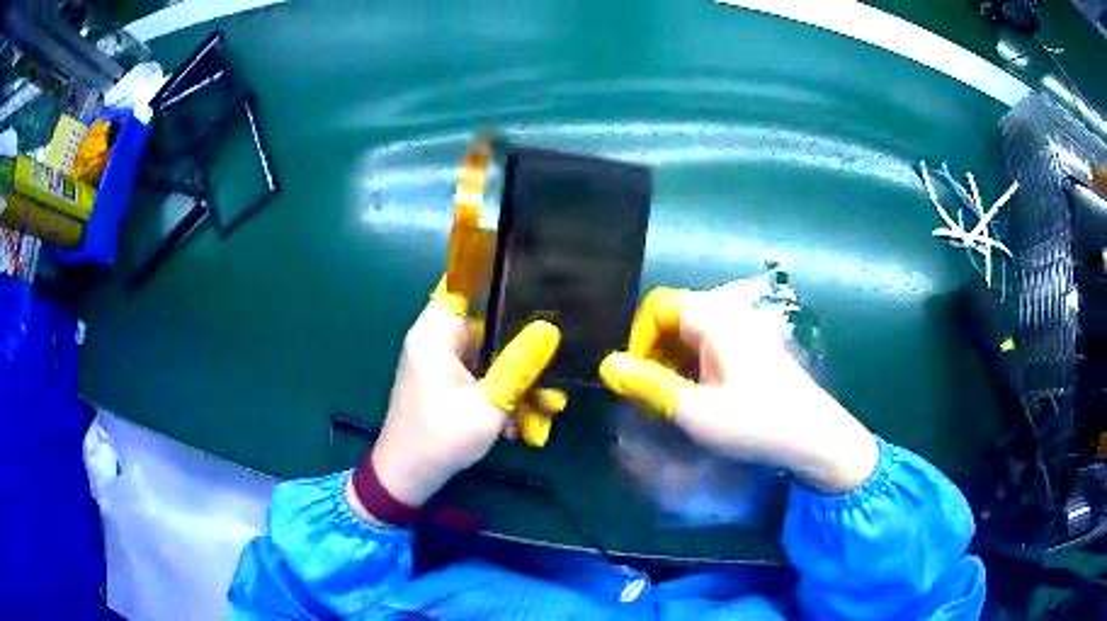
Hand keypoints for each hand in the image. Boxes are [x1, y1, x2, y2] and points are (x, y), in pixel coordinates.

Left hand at [351, 279, 563, 520]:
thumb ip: (519, 366)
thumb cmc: (441, 439)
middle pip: (490, 326)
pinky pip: (482, 375)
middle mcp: (437, 339)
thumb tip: (550, 328)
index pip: (468, 283)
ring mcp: (442, 361)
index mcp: (436, 333)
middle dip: (523, 353)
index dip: (502, 280)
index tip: (542, 287)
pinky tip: (519, 424)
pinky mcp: (447, 381)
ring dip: (517, 382)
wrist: (408, 478)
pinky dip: (501, 394)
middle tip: (554, 375)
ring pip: (491, 356)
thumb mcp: (488, 405)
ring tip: (543, 411)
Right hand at [599, 279, 878, 493]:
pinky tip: (694, 400)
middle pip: (673, 320)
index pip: (658, 306)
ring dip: (670, 365)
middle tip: (648, 396)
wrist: (815, 439)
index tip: (634, 378)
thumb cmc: (756, 422)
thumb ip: (648, 385)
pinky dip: (691, 370)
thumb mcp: (695, 409)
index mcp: (716, 317)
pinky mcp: (751, 352)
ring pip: (689, 337)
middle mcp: (729, 315)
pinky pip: (708, 350)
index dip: (638, 338)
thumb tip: (607, 366)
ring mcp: (743, 332)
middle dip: (652, 354)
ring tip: (668, 402)